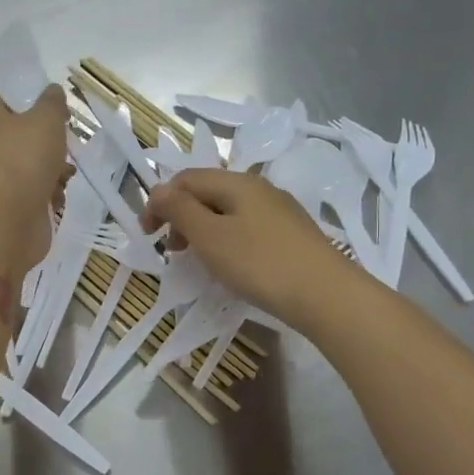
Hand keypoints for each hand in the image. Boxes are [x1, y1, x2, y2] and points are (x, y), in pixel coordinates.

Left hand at [0, 86, 69, 268]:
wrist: (6, 219)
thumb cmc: (23, 159)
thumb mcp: (45, 118)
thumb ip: (52, 101)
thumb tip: (52, 92)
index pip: (8, 100)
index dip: (34, 101)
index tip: (58, 111)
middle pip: (24, 136)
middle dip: (50, 142)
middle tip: (66, 145)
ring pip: (32, 166)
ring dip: (55, 170)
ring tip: (65, 176)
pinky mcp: (8, 205)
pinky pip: (34, 193)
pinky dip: (48, 195)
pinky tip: (56, 198)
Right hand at [142, 168, 355, 326]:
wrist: (326, 295)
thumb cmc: (260, 263)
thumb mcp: (210, 236)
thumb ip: (180, 210)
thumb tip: (159, 190)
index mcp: (236, 182)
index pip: (185, 179)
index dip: (159, 202)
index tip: (147, 235)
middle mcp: (259, 188)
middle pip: (207, 192)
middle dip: (180, 216)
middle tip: (171, 250)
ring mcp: (279, 211)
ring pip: (228, 211)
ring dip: (203, 229)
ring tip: (197, 259)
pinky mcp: (292, 235)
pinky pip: (247, 227)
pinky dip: (227, 240)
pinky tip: (231, 265)